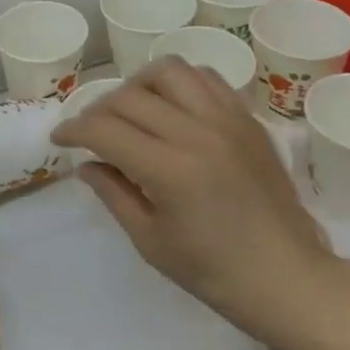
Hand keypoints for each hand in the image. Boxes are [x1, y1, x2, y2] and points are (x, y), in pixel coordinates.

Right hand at [51, 58, 333, 330]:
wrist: (289, 278)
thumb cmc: (215, 273)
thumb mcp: (150, 242)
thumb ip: (113, 194)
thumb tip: (86, 163)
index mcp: (169, 170)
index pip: (104, 129)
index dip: (73, 129)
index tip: (59, 138)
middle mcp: (197, 132)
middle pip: (129, 97)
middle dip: (97, 110)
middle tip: (90, 133)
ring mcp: (227, 120)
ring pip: (168, 71)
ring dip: (138, 85)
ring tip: (131, 109)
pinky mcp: (247, 119)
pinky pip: (206, 77)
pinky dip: (180, 82)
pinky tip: (172, 106)